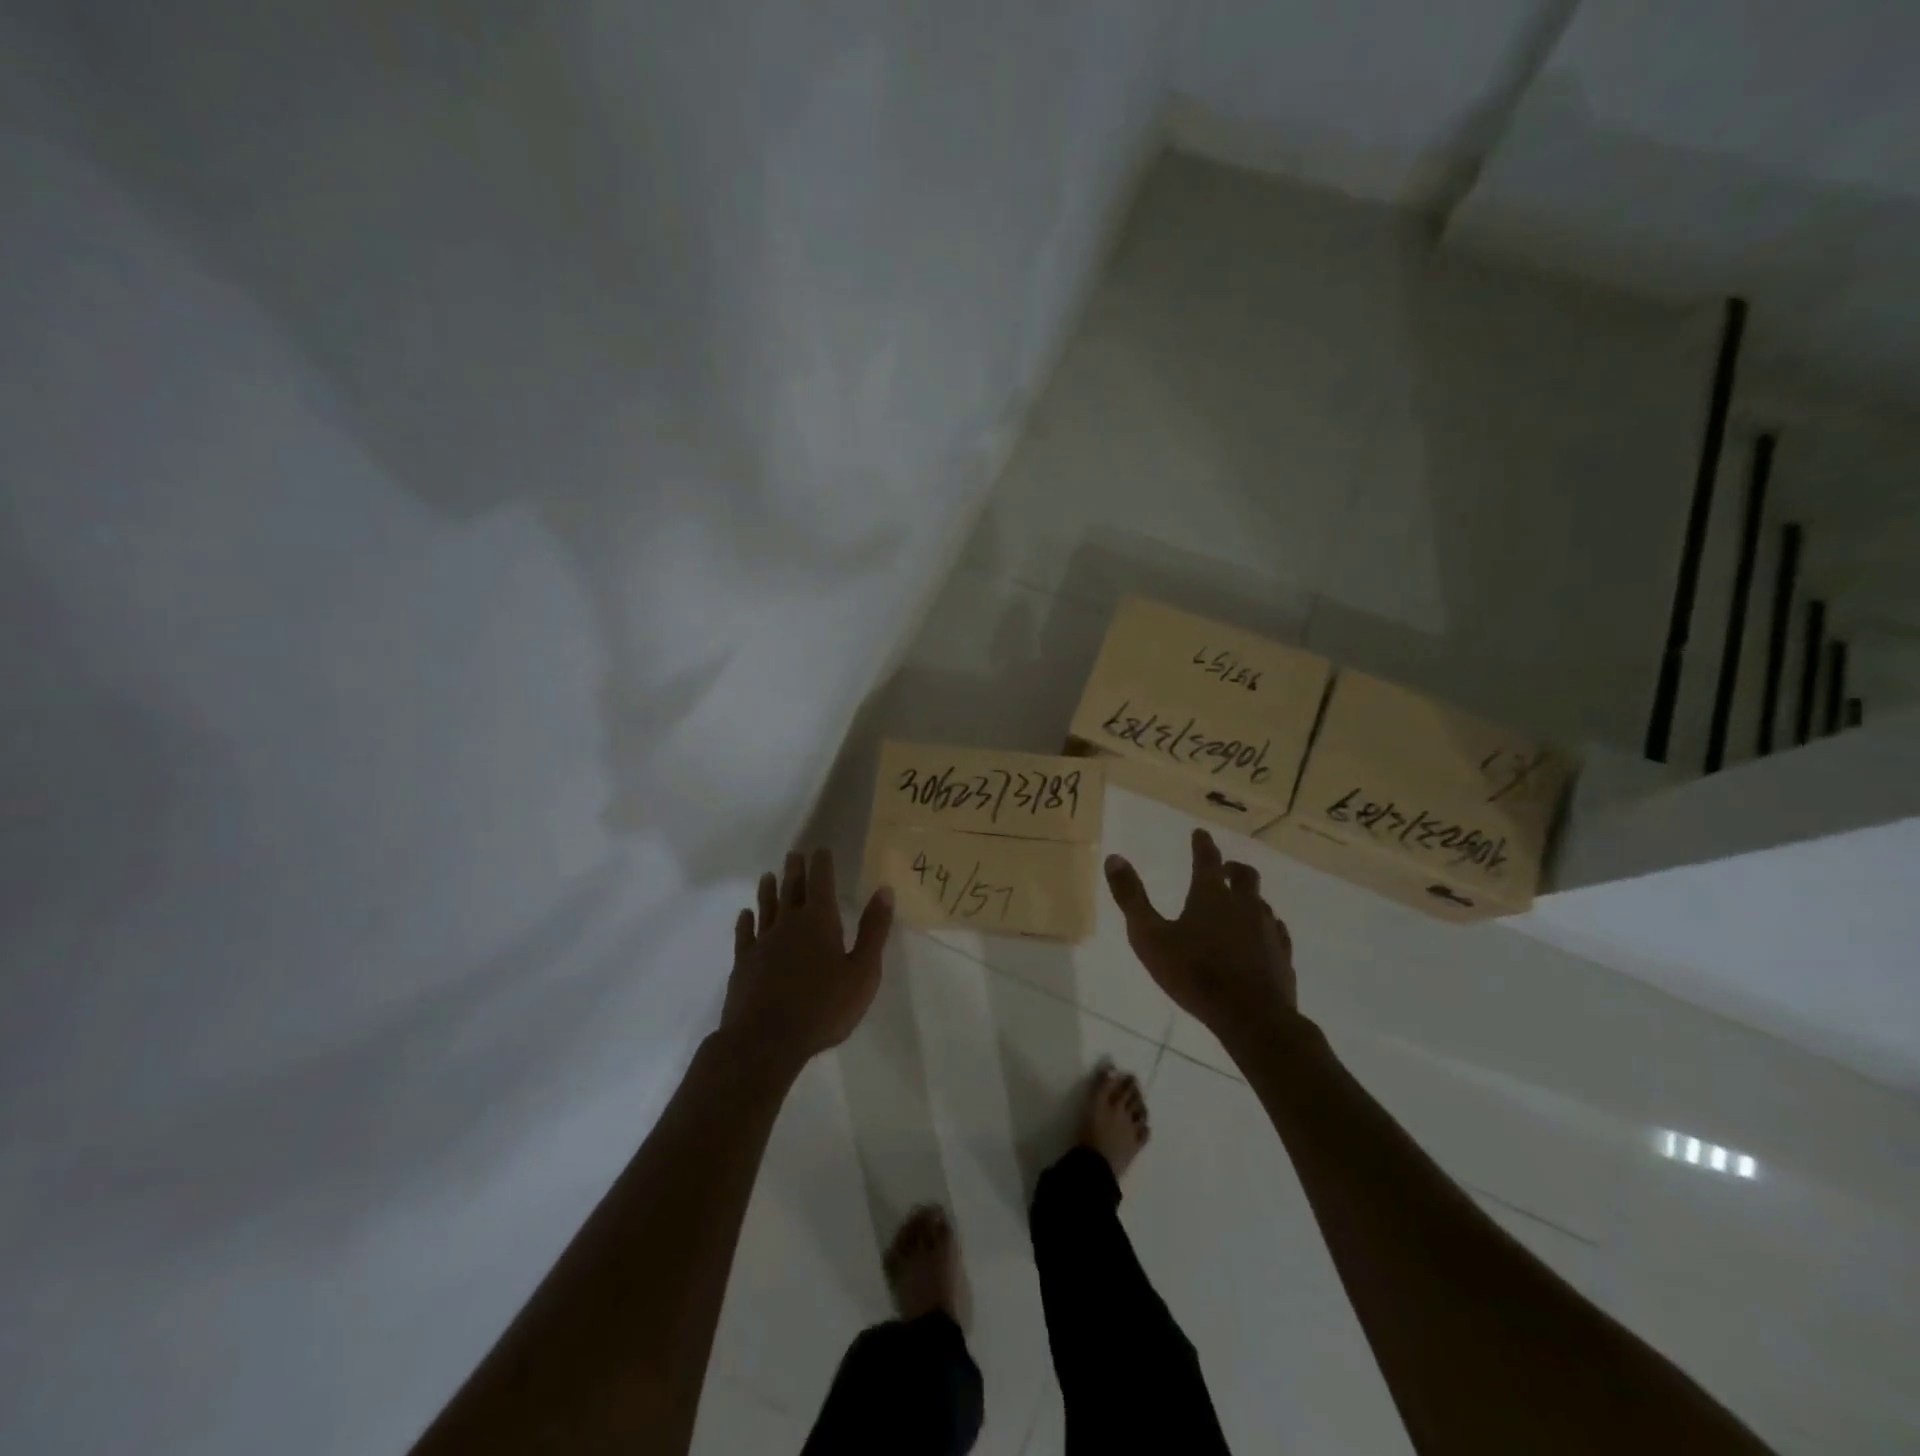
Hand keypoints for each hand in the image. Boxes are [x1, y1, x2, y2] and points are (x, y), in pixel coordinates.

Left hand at [721, 848, 893, 1072]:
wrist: (766, 1041)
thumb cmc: (823, 1008)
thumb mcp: (863, 972)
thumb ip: (873, 930)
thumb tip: (884, 890)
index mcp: (820, 922)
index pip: (821, 883)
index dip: (822, 865)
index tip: (820, 849)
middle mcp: (789, 924)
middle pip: (792, 890)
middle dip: (795, 871)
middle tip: (794, 854)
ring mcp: (763, 943)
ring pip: (766, 908)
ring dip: (769, 890)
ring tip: (768, 875)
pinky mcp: (744, 964)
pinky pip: (745, 935)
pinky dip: (745, 922)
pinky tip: (745, 915)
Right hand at [1104, 829, 1296, 1035]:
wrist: (1251, 1017)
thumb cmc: (1194, 974)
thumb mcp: (1149, 936)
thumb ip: (1131, 897)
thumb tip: (1114, 858)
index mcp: (1210, 896)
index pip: (1207, 859)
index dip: (1202, 844)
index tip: (1200, 833)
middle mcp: (1243, 905)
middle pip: (1244, 876)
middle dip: (1232, 868)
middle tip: (1224, 868)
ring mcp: (1268, 930)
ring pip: (1262, 903)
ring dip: (1249, 898)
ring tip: (1239, 904)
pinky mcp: (1282, 956)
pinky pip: (1276, 931)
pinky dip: (1265, 926)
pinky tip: (1261, 937)